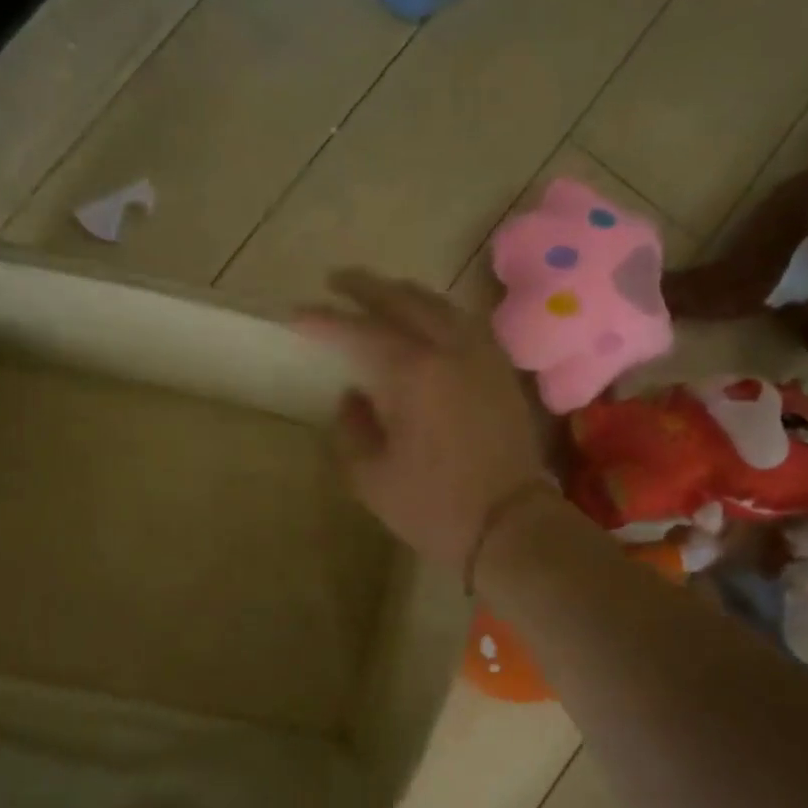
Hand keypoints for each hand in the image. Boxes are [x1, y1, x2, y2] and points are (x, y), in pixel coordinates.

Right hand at [295, 269, 546, 568]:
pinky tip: (426, 323)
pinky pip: (464, 324)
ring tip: (378, 294)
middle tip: (335, 281)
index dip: (323, 320)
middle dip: (365, 287)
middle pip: (402, 300)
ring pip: (439, 305)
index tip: (295, 315)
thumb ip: (352, 428)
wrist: (512, 525)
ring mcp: (482, 355)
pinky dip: (437, 313)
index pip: (358, 331)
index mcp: (412, 372)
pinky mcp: (501, 370)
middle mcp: (449, 349)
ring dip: (403, 294)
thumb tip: (352, 396)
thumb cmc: (434, 506)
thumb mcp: (371, 477)